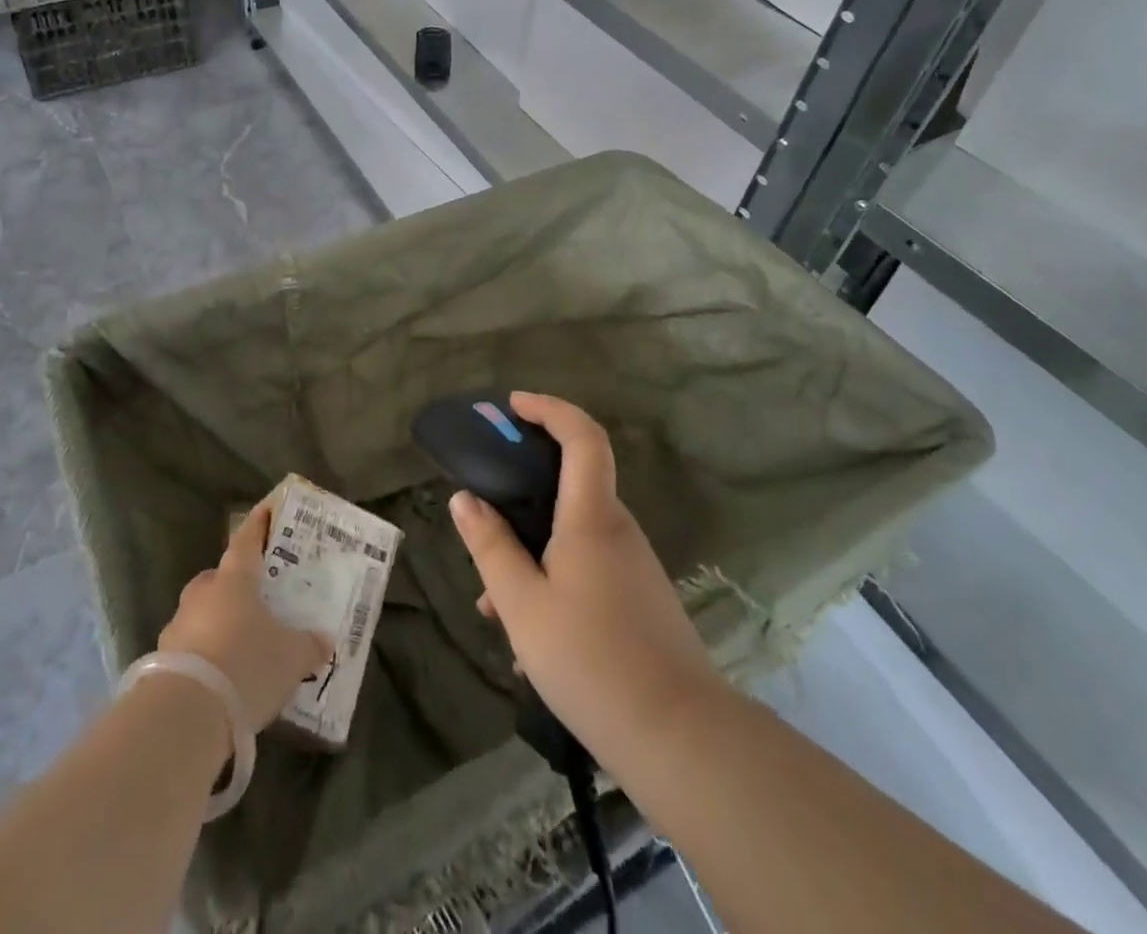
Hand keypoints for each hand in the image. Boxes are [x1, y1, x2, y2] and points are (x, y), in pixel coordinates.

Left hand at [157, 501, 333, 729]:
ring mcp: (178, 626)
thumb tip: (324, 640)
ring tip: (244, 645)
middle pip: (220, 579)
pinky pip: (192, 648)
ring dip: (220, 623)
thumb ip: (308, 645)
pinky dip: (207, 656)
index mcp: (234, 579)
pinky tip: (224, 678)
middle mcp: (203, 594)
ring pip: (203, 613)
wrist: (185, 714)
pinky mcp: (163, 661)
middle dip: (237, 585)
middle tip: (259, 597)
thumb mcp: (291, 657)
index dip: (259, 523)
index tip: (267, 508)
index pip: (248, 539)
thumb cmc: (246, 664)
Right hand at [449, 392, 724, 766]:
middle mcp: (618, 530)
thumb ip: (491, 546)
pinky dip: (552, 577)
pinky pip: (588, 567)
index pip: (582, 437)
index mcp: (591, 517)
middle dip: (523, 489)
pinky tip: (528, 637)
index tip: (513, 406)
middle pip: (572, 483)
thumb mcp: (522, 605)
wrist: (682, 739)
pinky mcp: (640, 598)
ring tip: (493, 602)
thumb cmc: (591, 660)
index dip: (549, 408)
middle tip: (483, 510)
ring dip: (531, 549)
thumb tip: (464, 498)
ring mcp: (634, 565)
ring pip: (573, 534)